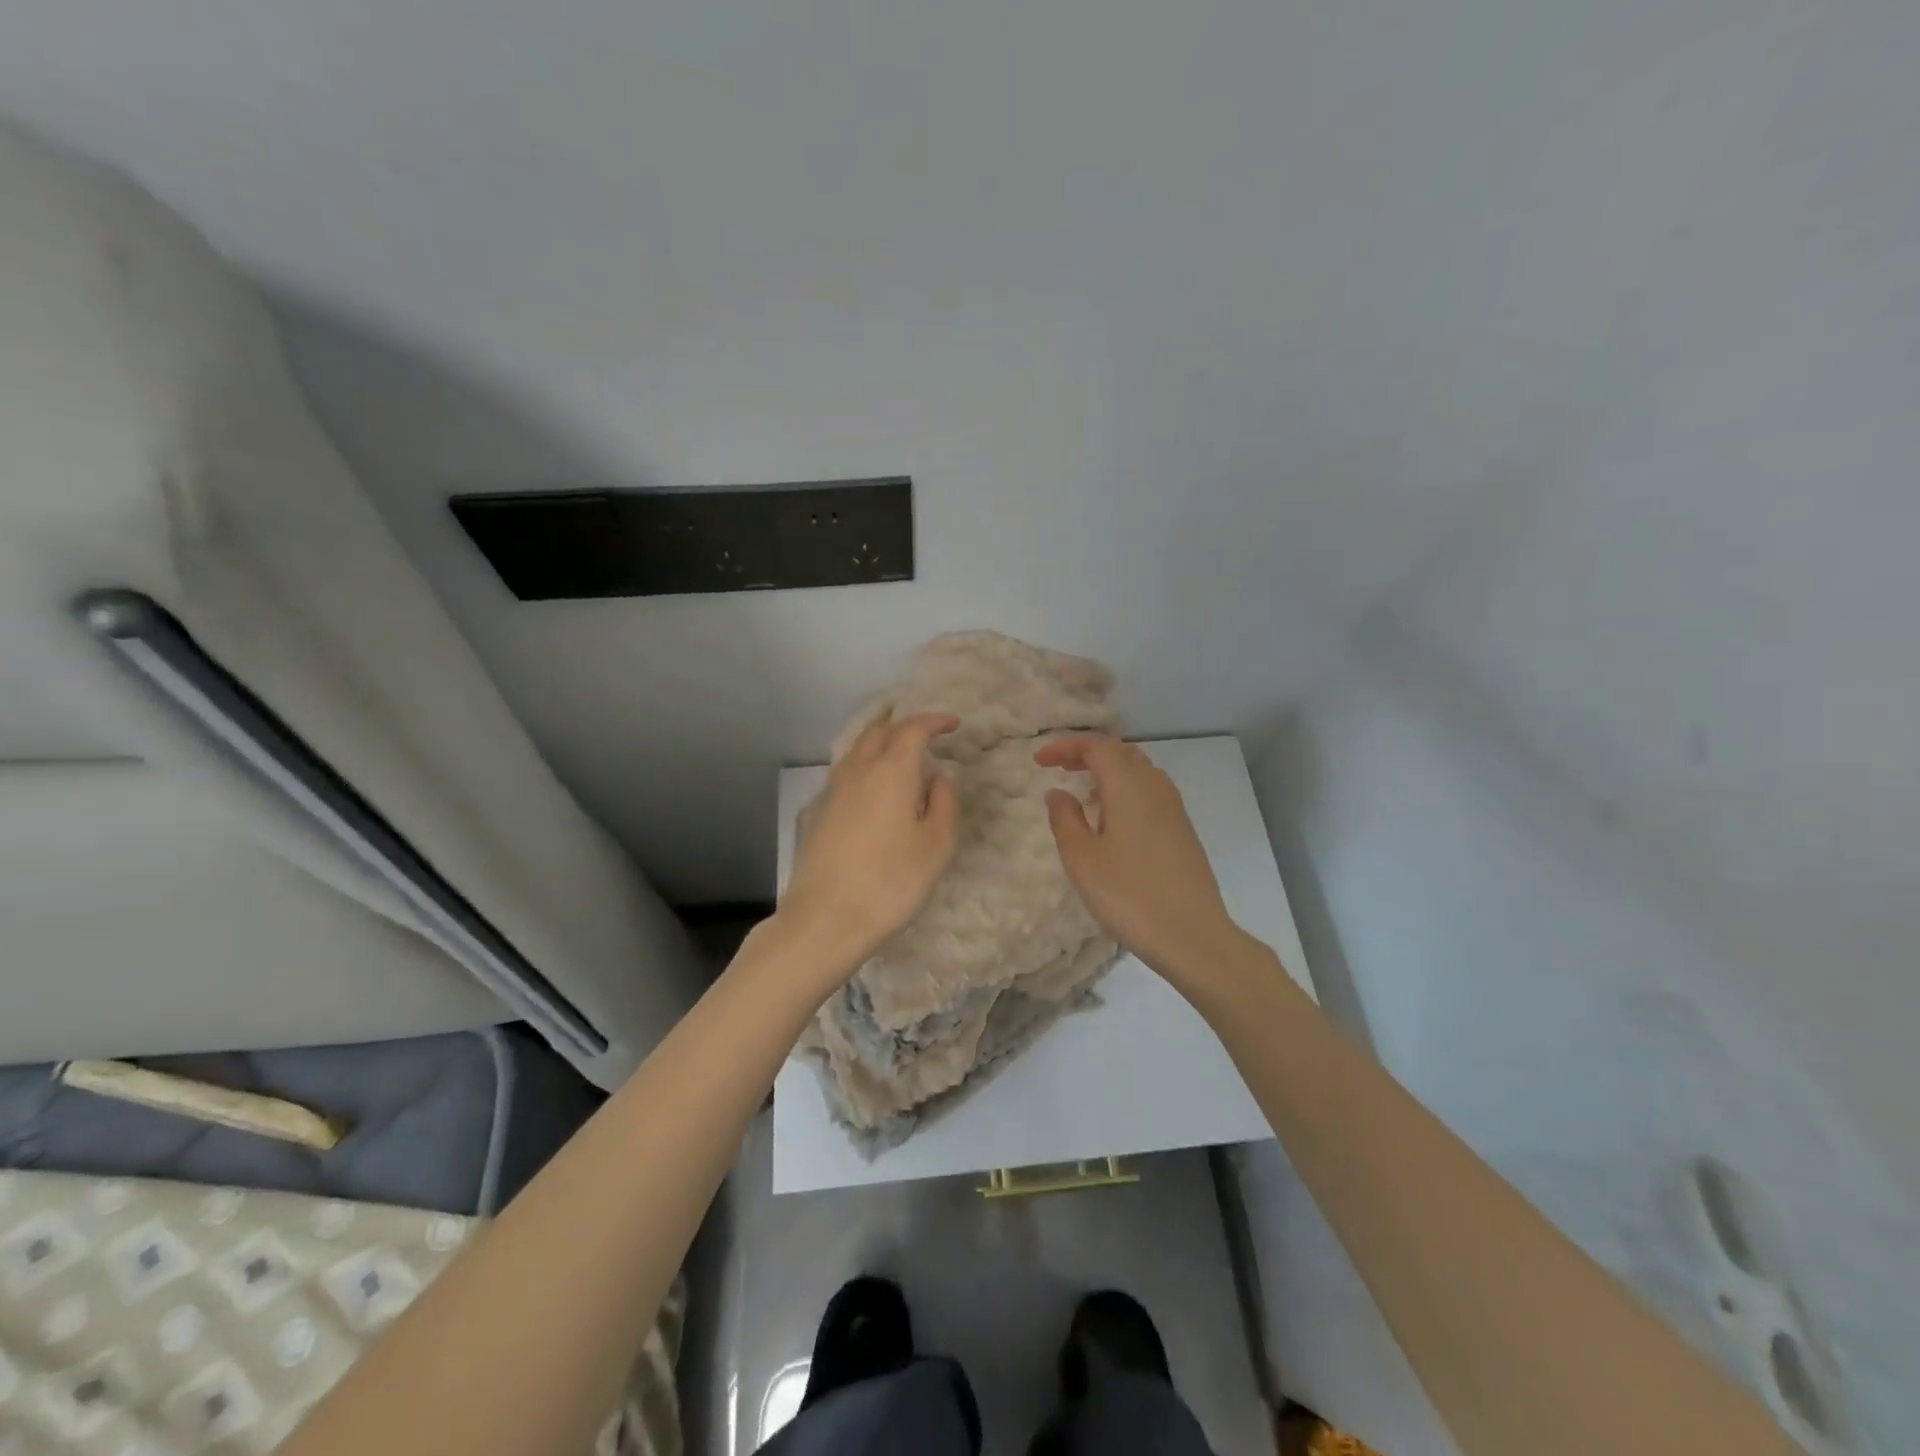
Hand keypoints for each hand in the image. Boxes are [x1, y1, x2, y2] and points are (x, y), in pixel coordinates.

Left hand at [780, 712, 961, 975]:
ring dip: (881, 741)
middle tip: (926, 732)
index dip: (934, 721)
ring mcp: (833, 791)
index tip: (953, 724)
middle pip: (879, 732)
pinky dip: (864, 763)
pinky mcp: (819, 812)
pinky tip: (872, 783)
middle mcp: (858, 771)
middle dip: (904, 725)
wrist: (825, 919)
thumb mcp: (936, 846)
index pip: (912, 730)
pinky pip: (846, 771)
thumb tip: (941, 777)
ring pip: (857, 749)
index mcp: (891, 772)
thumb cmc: (890, 882)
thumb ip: (944, 803)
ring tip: (899, 751)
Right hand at [1035, 736, 1244, 985]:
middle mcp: (1155, 787)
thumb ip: (1064, 818)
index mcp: (1129, 787)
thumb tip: (1058, 792)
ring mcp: (1174, 809)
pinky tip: (1112, 819)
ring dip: (1108, 770)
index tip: (1039, 761)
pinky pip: (1150, 792)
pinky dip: (1125, 789)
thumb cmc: (1129, 895)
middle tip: (1059, 768)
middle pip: (1121, 752)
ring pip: (1139, 771)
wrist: (1192, 936)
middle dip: (1087, 753)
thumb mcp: (1081, 858)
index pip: (1097, 746)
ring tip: (1083, 791)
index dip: (1065, 746)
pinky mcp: (1183, 830)